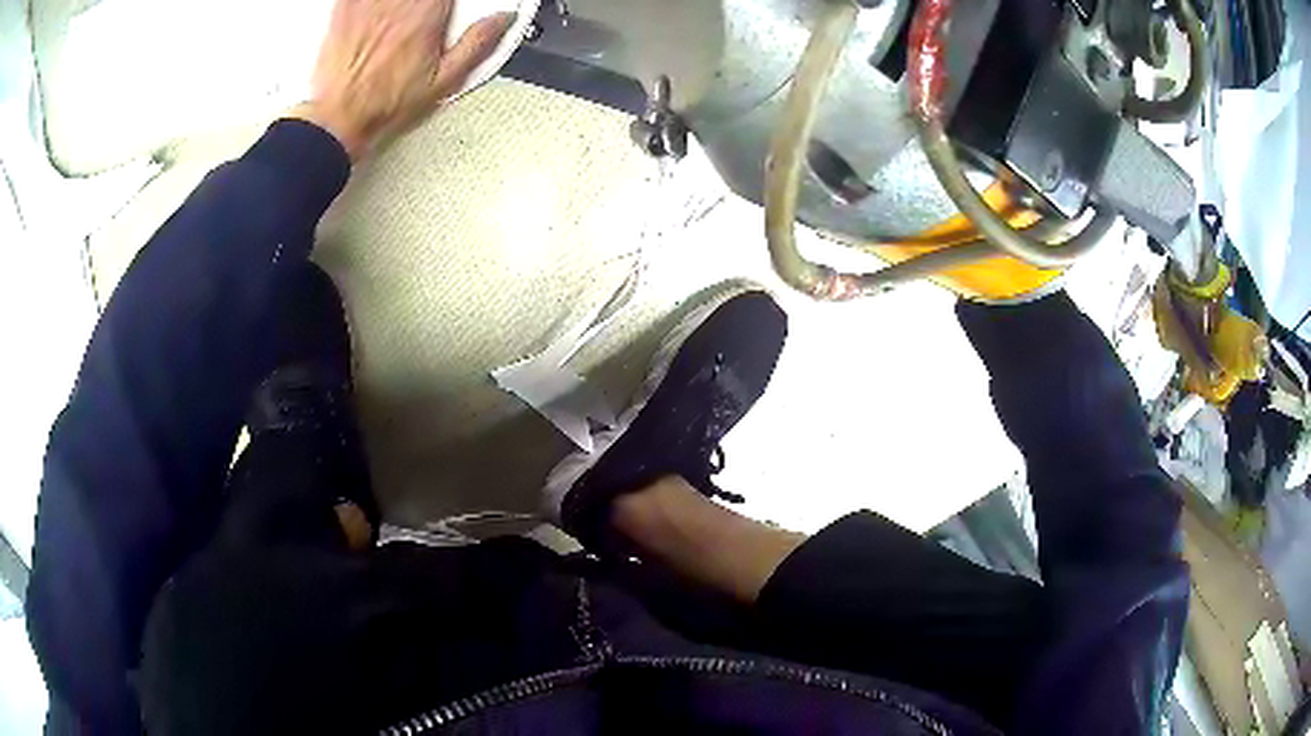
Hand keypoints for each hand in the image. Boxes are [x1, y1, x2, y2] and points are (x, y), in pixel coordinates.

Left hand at [291, 0, 513, 159]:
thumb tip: (504, 18)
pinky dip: (367, 1)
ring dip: (401, 2)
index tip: (451, 6)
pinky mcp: (344, 9)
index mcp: (427, 14)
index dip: (451, 0)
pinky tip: (378, 11)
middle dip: (430, 2)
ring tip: (405, 13)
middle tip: (429, 11)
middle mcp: (398, 3)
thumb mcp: (444, 81)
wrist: (339, 117)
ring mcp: (368, 4)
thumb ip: (478, 43)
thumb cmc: (386, 104)